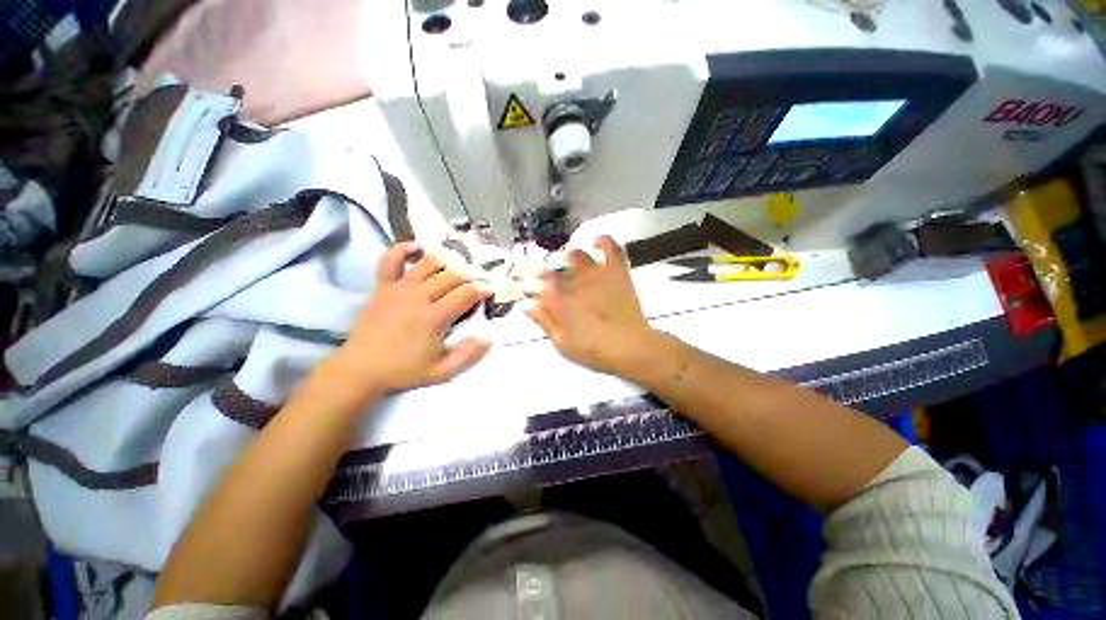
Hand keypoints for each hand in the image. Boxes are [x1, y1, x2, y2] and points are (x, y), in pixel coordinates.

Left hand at [327, 242, 491, 398]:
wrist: (360, 370)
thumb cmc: (403, 371)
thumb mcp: (442, 372)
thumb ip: (468, 356)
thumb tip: (489, 339)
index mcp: (434, 317)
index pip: (467, 293)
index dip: (484, 289)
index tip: (491, 291)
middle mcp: (419, 297)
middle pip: (453, 274)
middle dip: (473, 273)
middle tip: (482, 278)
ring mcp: (399, 289)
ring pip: (428, 262)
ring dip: (448, 259)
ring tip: (459, 264)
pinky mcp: (382, 287)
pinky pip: (390, 260)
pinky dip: (403, 249)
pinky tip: (416, 246)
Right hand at [524, 236, 654, 374]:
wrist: (630, 348)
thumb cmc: (594, 351)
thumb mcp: (562, 344)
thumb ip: (544, 322)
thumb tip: (526, 305)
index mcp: (561, 302)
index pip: (539, 287)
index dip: (530, 286)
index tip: (526, 288)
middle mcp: (576, 283)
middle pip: (554, 269)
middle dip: (542, 269)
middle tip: (539, 272)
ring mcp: (597, 275)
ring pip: (577, 255)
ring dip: (566, 255)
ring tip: (563, 258)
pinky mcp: (616, 273)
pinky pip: (612, 250)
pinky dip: (604, 241)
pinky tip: (595, 239)